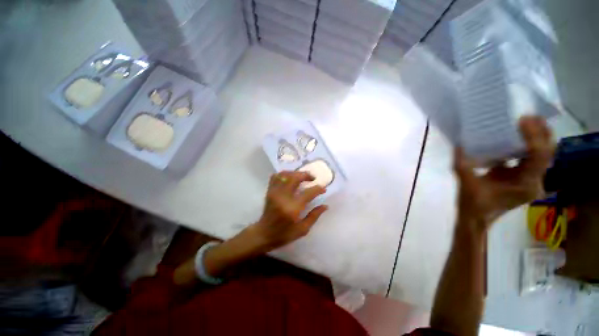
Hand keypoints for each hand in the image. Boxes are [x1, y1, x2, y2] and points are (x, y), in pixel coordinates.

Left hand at [248, 171, 327, 250]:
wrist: (264, 234)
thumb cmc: (284, 234)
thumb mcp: (303, 229)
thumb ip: (314, 216)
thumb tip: (325, 206)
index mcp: (293, 208)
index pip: (308, 193)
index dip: (318, 189)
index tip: (323, 189)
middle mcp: (283, 197)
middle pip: (295, 178)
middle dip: (306, 175)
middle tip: (313, 178)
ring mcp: (274, 193)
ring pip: (285, 174)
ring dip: (295, 173)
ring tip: (302, 177)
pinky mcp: (269, 191)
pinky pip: (275, 177)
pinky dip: (284, 174)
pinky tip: (290, 178)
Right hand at [454, 116, 554, 231]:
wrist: (477, 219)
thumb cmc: (473, 204)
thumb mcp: (466, 183)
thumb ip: (463, 163)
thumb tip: (459, 143)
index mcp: (524, 184)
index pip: (538, 156)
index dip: (534, 136)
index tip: (522, 120)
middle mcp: (534, 182)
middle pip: (548, 153)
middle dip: (543, 133)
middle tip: (530, 116)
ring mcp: (531, 181)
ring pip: (544, 155)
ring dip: (538, 138)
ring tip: (528, 122)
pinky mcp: (524, 179)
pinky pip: (531, 159)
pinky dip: (528, 146)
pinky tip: (517, 137)